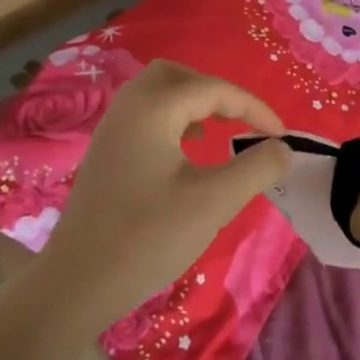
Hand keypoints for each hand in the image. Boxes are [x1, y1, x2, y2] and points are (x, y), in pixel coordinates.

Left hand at [36, 60, 291, 330]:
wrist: (77, 284)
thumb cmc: (148, 237)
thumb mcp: (214, 202)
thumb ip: (257, 168)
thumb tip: (282, 148)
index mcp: (152, 109)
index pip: (214, 89)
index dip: (254, 108)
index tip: (282, 136)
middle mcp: (128, 108)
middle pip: (177, 75)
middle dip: (214, 91)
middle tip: (240, 120)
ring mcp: (111, 130)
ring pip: (158, 94)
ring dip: (192, 105)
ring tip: (216, 133)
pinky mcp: (106, 154)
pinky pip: (145, 117)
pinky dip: (173, 122)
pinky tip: (185, 154)